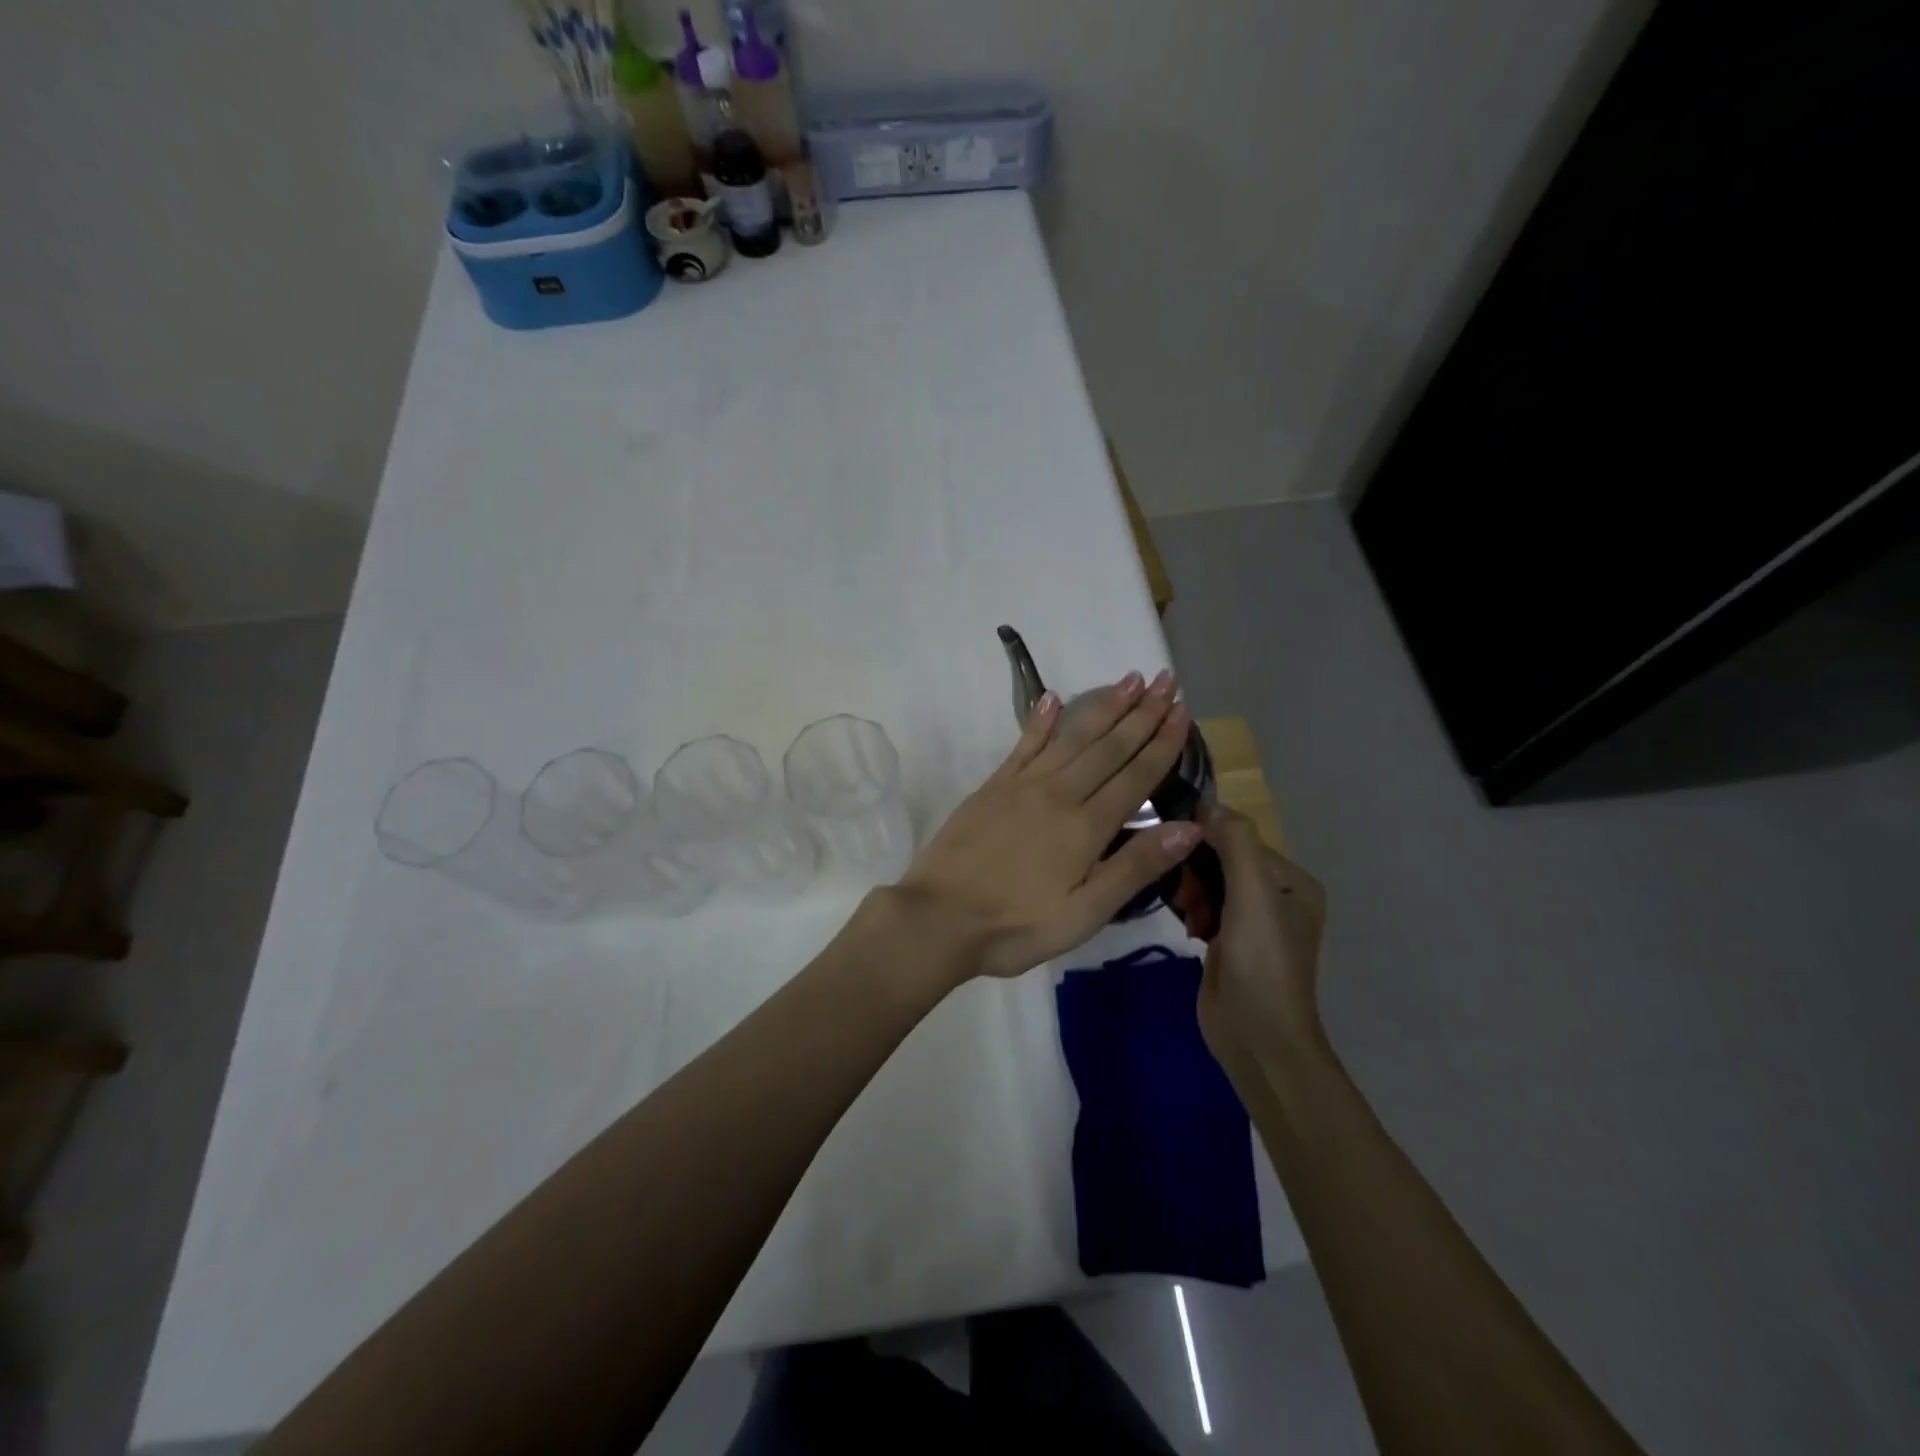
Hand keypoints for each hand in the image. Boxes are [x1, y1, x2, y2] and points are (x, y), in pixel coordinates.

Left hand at [894, 670, 1200, 980]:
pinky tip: (1054, 698)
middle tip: (1167, 681)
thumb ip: (1135, 867)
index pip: (1135, 775)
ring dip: (1103, 707)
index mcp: (1086, 826)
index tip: (1183, 711)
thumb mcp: (1085, 913)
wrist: (939, 918)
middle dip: (1142, 712)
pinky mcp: (992, 786)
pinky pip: (1024, 745)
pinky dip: (1041, 720)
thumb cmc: (1017, 926)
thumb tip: (1190, 828)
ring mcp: (1022, 786)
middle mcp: (1059, 794)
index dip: (1163, 742)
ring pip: (1073, 737)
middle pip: (1108, 746)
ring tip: (1129, 679)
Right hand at [1195, 802, 1327, 1061]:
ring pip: (1210, 883)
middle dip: (1198, 871)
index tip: (1177, 850)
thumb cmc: (1261, 962)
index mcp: (1293, 882)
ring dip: (1193, 892)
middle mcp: (1276, 897)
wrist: (1258, 1037)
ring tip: (1190, 916)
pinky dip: (1193, 911)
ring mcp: (1252, 921)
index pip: (1241, 839)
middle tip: (1187, 895)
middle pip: (1223, 859)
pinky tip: (1189, 927)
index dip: (1207, 840)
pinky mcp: (1229, 942)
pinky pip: (1205, 907)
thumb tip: (1208, 805)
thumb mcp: (1252, 894)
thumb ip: (1235, 843)